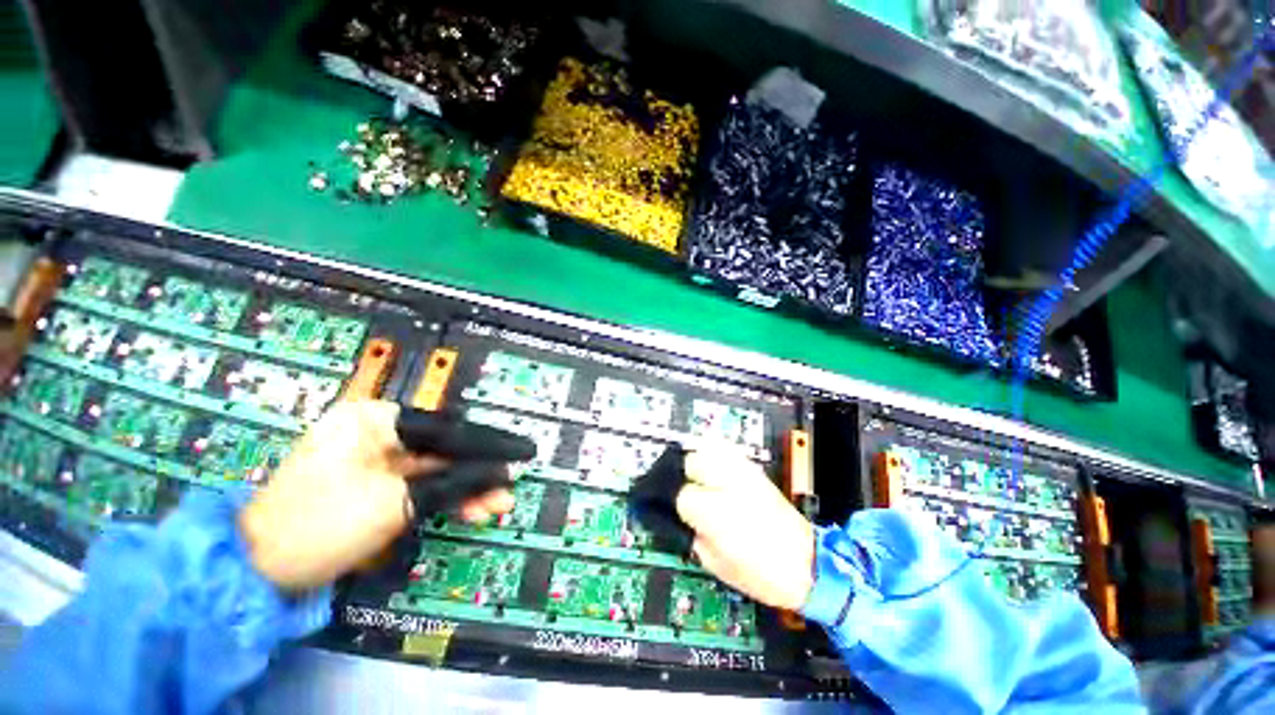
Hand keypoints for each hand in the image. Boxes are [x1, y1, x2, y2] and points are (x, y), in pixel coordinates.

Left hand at [239, 400, 512, 590]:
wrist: (254, 569)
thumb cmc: (322, 524)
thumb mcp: (395, 503)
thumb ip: (454, 482)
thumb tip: (500, 474)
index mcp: (376, 420)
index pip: (449, 430)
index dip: (490, 444)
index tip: (523, 451)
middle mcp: (377, 431)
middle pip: (444, 449)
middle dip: (479, 471)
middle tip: (508, 489)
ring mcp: (373, 457)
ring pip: (434, 469)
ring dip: (464, 487)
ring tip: (494, 507)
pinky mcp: (371, 482)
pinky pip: (417, 484)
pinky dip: (442, 496)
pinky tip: (468, 508)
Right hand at [675, 446, 814, 610]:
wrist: (808, 566)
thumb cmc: (763, 575)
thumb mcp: (717, 565)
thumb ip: (694, 537)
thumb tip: (685, 520)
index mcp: (714, 512)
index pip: (683, 496)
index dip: (682, 509)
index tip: (688, 517)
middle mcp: (728, 485)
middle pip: (693, 463)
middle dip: (688, 477)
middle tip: (692, 492)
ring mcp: (744, 474)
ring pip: (710, 448)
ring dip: (701, 461)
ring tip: (701, 477)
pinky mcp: (757, 472)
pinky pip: (730, 450)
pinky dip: (719, 455)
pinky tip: (718, 469)